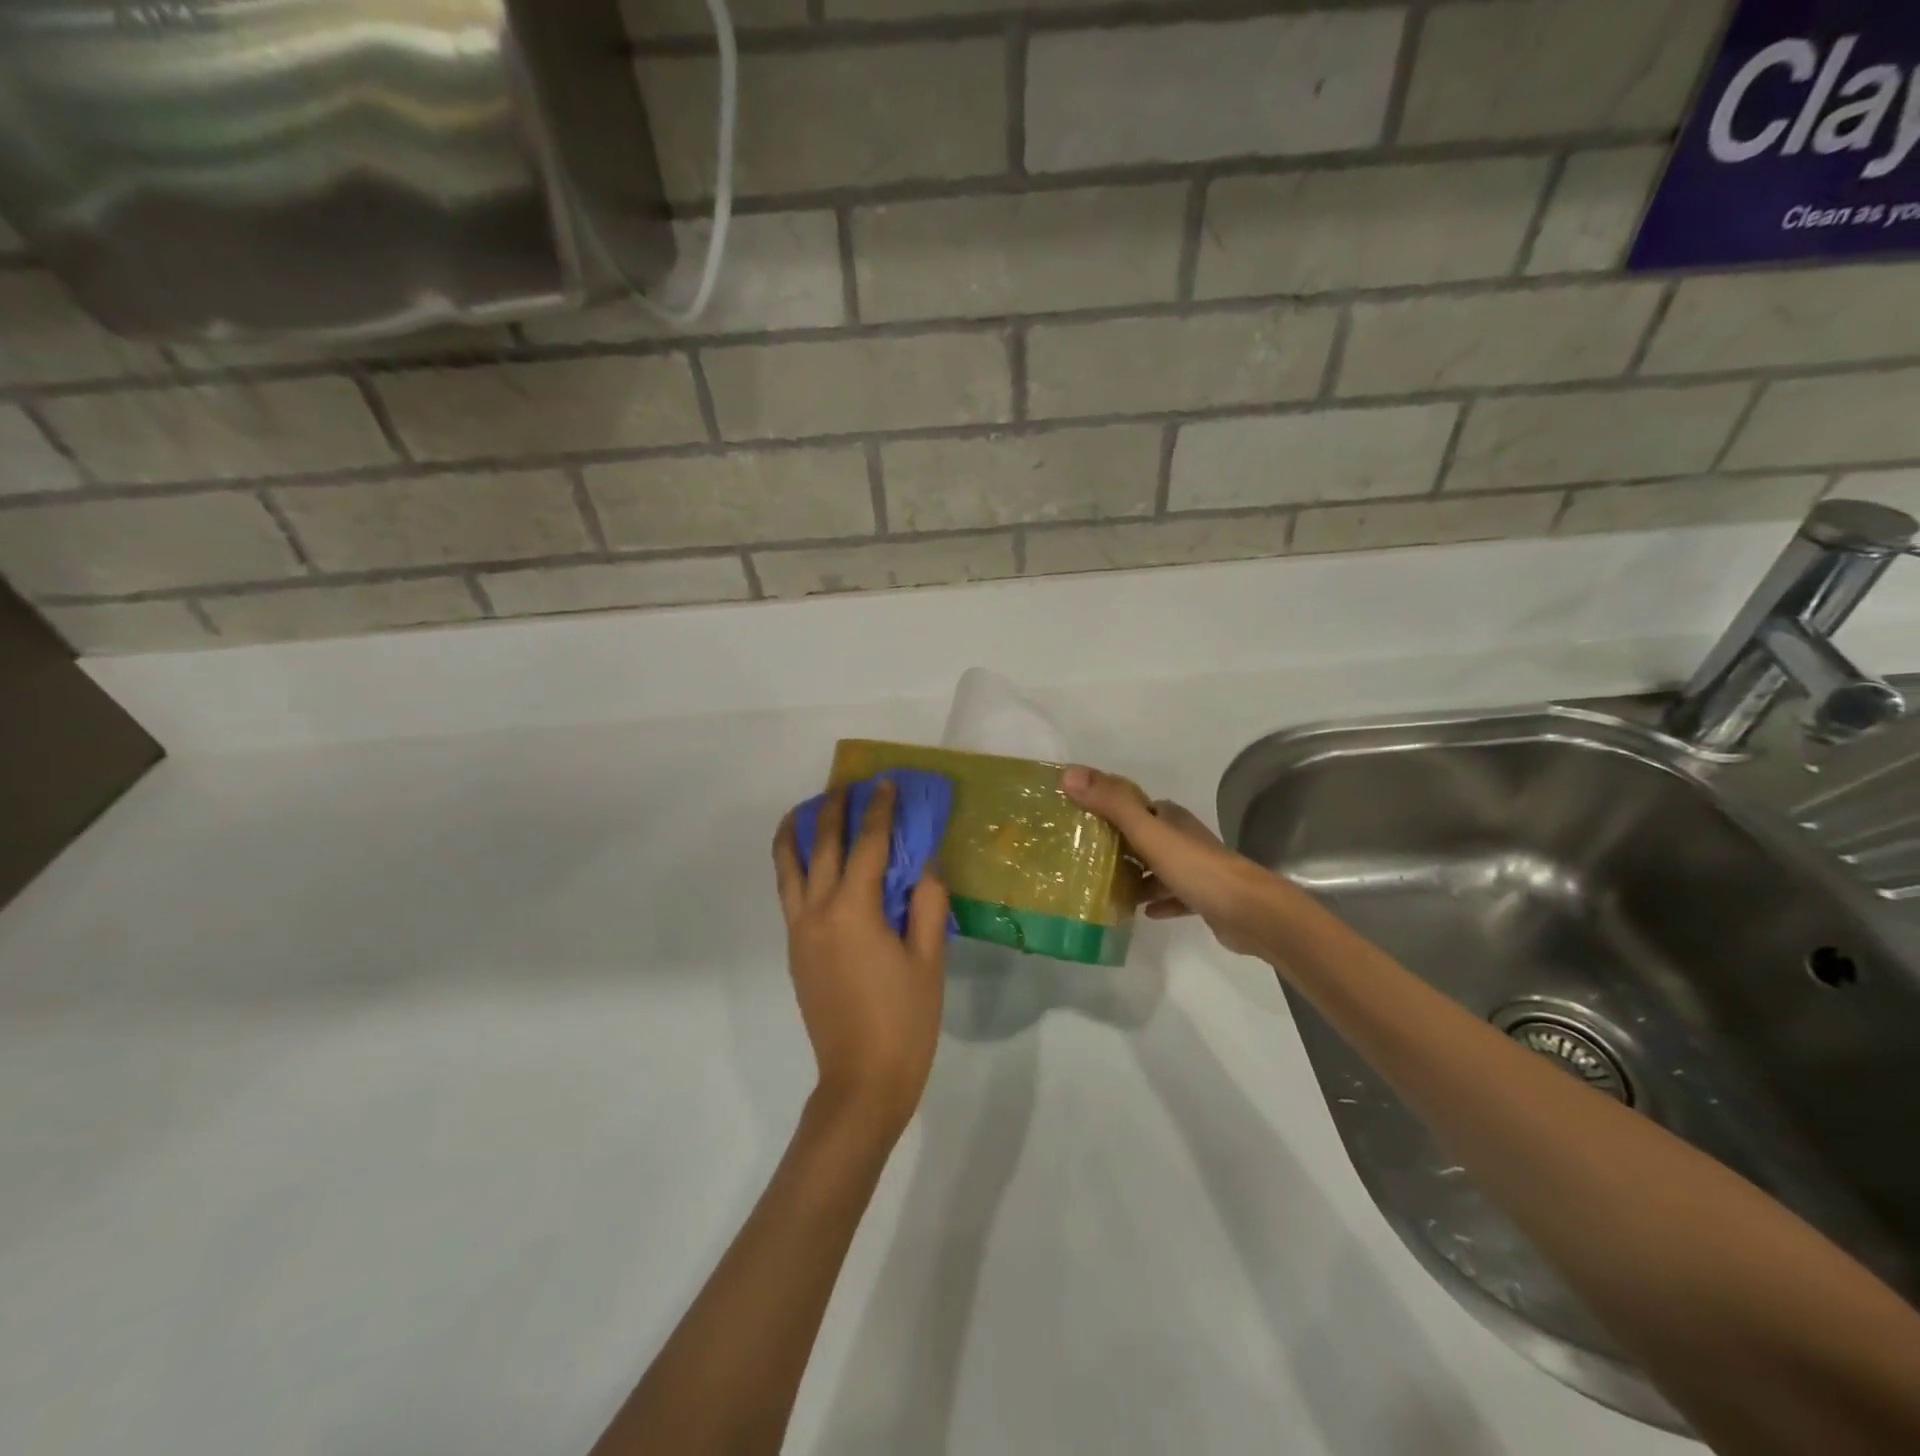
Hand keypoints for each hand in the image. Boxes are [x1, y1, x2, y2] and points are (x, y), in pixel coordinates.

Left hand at [773, 781, 949, 1133]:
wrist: (861, 1080)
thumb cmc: (904, 1020)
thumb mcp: (928, 960)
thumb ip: (928, 904)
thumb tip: (926, 862)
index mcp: (854, 911)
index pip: (868, 845)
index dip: (879, 811)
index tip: (885, 783)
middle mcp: (818, 912)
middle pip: (821, 847)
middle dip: (833, 810)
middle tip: (846, 784)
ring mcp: (800, 932)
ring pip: (789, 868)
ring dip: (796, 833)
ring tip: (803, 809)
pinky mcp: (795, 951)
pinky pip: (788, 893)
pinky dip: (791, 865)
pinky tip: (805, 861)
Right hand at [1060, 765, 1287, 957]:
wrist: (1251, 913)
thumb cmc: (1197, 868)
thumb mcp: (1148, 833)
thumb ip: (1112, 804)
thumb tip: (1068, 774)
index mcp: (1169, 818)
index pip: (1132, 804)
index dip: (1105, 806)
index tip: (1075, 817)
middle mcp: (1181, 838)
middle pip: (1141, 836)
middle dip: (1114, 843)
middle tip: (1079, 856)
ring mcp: (1194, 869)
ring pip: (1155, 867)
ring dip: (1133, 875)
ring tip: (1101, 888)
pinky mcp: (1202, 898)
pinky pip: (1171, 896)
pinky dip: (1155, 900)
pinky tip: (1140, 912)